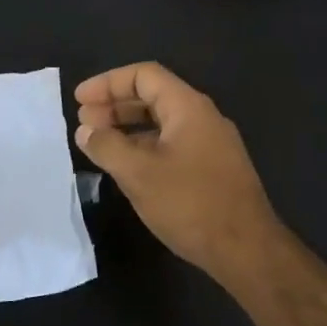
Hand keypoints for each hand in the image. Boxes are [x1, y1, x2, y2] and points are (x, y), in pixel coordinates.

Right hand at [73, 63, 284, 283]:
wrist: (246, 250)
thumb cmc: (190, 204)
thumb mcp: (138, 174)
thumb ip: (107, 147)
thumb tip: (85, 131)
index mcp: (188, 107)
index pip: (144, 76)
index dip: (108, 83)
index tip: (79, 100)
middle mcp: (203, 118)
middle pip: (153, 96)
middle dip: (115, 105)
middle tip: (84, 123)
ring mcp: (211, 144)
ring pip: (162, 124)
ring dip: (128, 128)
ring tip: (99, 144)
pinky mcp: (213, 170)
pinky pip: (172, 145)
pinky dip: (144, 147)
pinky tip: (127, 167)